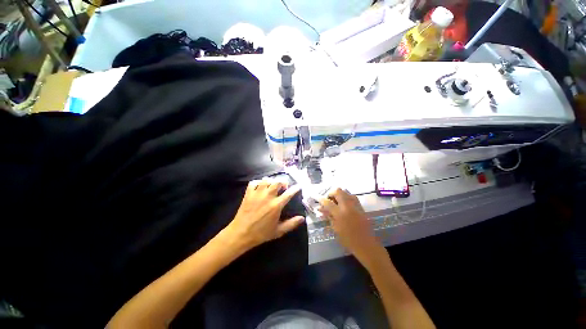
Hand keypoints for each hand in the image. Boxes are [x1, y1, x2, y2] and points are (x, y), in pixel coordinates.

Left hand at [225, 178, 303, 249]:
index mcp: (276, 205)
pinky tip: (260, 186)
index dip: (295, 188)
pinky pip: (254, 182)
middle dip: (283, 182)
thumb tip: (302, 218)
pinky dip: (258, 182)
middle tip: (284, 187)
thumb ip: (291, 224)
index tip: (298, 186)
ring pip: (266, 180)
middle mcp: (268, 196)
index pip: (288, 193)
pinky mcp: (248, 194)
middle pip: (277, 182)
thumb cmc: (261, 234)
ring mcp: (257, 194)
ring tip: (272, 186)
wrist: (241, 234)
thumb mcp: (278, 231)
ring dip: (271, 181)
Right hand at [318, 188, 381, 260]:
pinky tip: (344, 203)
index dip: (321, 199)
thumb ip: (328, 216)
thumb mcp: (335, 228)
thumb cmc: (348, 240)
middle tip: (328, 200)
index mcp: (340, 214)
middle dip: (331, 193)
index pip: (328, 202)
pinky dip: (346, 197)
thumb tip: (321, 209)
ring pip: (346, 192)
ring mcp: (355, 205)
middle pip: (338, 191)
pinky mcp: (361, 207)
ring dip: (339, 194)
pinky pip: (352, 196)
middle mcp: (348, 206)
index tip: (318, 199)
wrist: (367, 245)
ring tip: (336, 201)